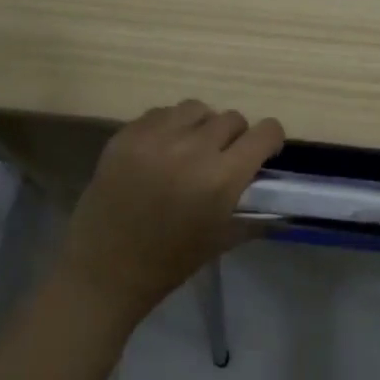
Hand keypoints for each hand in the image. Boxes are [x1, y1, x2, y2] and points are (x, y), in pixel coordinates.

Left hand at [58, 99, 284, 323]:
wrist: (104, 271)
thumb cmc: (170, 262)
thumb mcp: (223, 238)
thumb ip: (253, 210)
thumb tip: (275, 193)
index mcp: (222, 178)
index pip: (265, 132)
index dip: (270, 140)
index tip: (263, 152)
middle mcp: (192, 149)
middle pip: (232, 118)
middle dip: (235, 136)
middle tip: (222, 157)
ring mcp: (155, 138)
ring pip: (196, 108)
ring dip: (201, 125)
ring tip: (190, 148)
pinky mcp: (126, 135)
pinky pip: (160, 113)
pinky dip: (169, 127)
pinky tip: (161, 151)